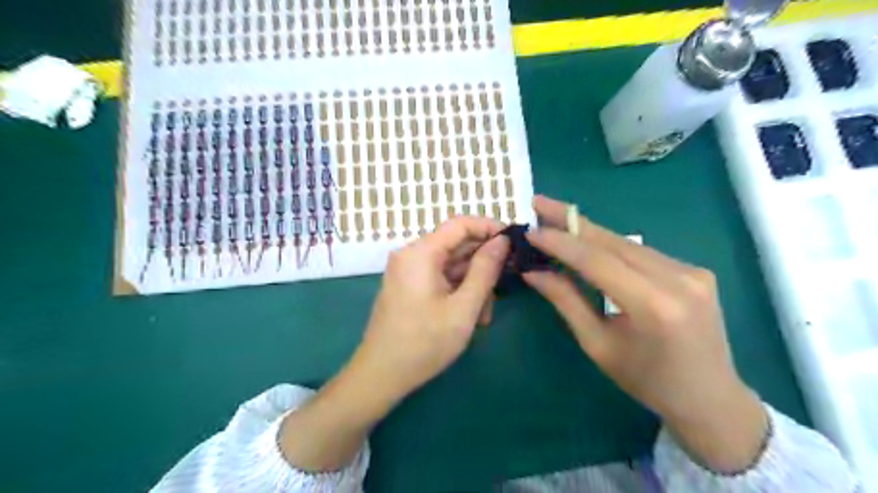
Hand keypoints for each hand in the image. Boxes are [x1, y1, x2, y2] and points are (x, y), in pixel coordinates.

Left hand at [349, 218, 512, 405]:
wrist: (380, 376)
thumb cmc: (424, 343)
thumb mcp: (463, 308)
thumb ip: (485, 270)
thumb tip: (502, 241)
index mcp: (420, 252)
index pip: (460, 224)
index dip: (489, 228)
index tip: (514, 242)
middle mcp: (411, 255)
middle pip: (456, 246)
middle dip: (483, 265)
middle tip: (505, 285)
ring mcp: (408, 272)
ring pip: (451, 265)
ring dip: (473, 284)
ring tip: (486, 314)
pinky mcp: (408, 287)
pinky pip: (440, 278)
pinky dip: (458, 292)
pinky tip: (471, 316)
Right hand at [523, 195, 765, 472]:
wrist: (710, 399)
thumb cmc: (646, 381)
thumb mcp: (597, 345)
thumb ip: (566, 301)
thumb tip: (533, 271)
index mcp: (652, 306)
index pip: (596, 260)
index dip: (560, 242)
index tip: (530, 229)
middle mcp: (678, 279)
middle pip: (612, 241)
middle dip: (570, 220)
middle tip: (539, 202)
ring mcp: (692, 271)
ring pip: (626, 242)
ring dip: (588, 232)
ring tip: (556, 219)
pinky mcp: (696, 270)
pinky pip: (642, 252)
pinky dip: (611, 246)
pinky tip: (589, 243)